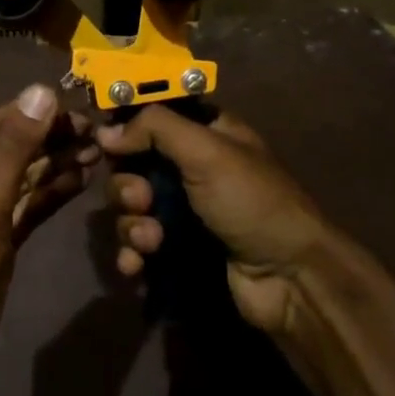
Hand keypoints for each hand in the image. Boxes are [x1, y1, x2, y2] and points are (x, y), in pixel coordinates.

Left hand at [0, 84, 98, 383]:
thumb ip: (15, 146)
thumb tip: (40, 91)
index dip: (37, 115)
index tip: (79, 109)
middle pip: (10, 148)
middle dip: (51, 140)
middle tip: (96, 132)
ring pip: (21, 177)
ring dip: (56, 164)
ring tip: (97, 151)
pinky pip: (24, 204)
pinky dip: (50, 193)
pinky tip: (81, 179)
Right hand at [98, 107, 350, 335]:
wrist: (289, 279)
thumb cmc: (251, 202)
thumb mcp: (208, 151)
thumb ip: (155, 128)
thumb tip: (105, 132)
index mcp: (203, 134)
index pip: (152, 116)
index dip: (125, 126)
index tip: (105, 140)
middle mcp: (189, 168)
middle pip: (132, 165)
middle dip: (127, 186)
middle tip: (141, 201)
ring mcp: (182, 211)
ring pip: (130, 208)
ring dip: (131, 224)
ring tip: (150, 242)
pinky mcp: (176, 250)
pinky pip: (137, 245)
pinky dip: (131, 254)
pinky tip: (135, 266)